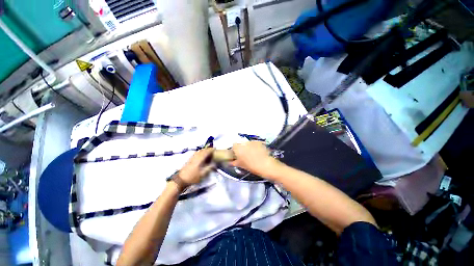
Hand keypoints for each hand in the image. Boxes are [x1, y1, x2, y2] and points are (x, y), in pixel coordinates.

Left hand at [178, 148, 215, 186]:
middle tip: (212, 150)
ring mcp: (191, 158)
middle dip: (207, 149)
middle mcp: (195, 157)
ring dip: (203, 150)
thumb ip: (208, 169)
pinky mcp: (189, 160)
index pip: (206, 152)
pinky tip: (200, 156)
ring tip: (207, 152)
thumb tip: (214, 164)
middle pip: (202, 150)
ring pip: (198, 151)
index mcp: (199, 159)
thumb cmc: (192, 178)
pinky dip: (200, 152)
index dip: (211, 150)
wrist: (181, 180)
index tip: (215, 148)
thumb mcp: (202, 175)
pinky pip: (196, 153)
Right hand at [231, 141, 278, 176]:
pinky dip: (254, 146)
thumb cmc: (251, 166)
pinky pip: (254, 143)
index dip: (234, 149)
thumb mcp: (241, 165)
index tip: (236, 154)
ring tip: (251, 154)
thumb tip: (230, 162)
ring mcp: (252, 142)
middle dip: (241, 148)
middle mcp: (244, 143)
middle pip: (240, 143)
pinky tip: (257, 152)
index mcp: (238, 148)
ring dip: (247, 147)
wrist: (265, 165)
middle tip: (243, 155)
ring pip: (247, 143)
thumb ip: (234, 162)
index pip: (233, 145)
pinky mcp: (258, 142)